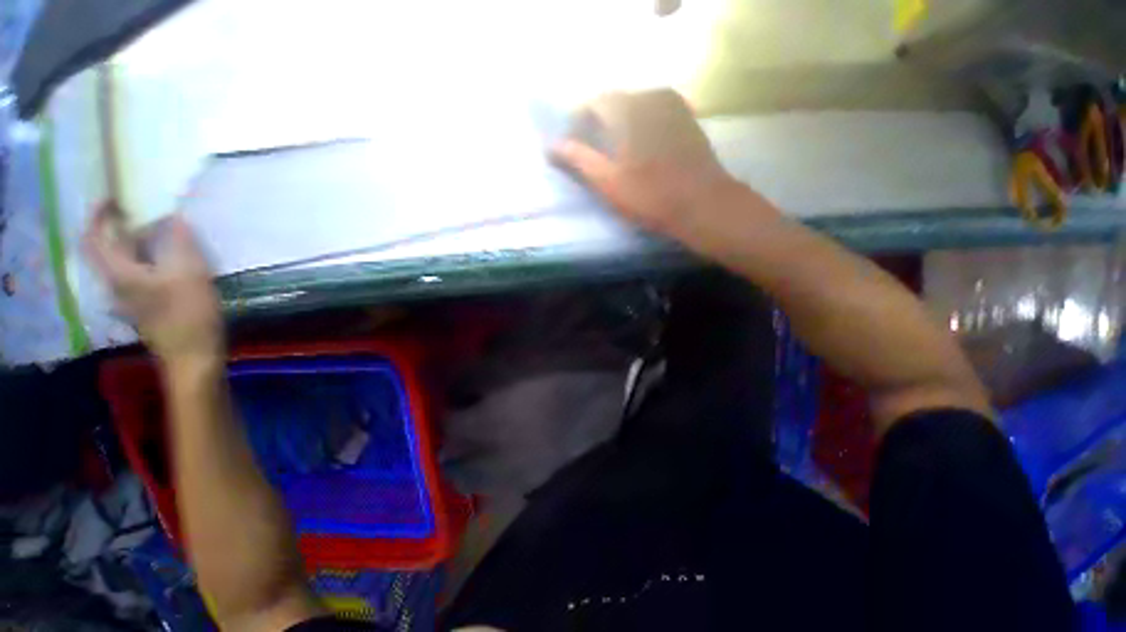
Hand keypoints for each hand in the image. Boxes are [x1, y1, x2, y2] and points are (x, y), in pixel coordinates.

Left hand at [84, 203, 223, 364]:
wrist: (193, 356)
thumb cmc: (188, 315)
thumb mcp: (189, 275)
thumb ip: (181, 244)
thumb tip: (176, 218)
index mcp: (119, 273)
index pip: (93, 237)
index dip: (99, 215)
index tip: (115, 198)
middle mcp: (117, 282)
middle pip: (111, 248)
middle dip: (127, 227)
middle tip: (151, 214)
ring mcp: (131, 296)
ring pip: (127, 261)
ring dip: (141, 243)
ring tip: (167, 235)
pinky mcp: (147, 304)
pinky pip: (142, 273)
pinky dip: (152, 259)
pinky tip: (175, 260)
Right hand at [551, 90, 766, 237]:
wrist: (702, 204)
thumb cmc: (650, 196)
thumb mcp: (608, 182)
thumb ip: (579, 159)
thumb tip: (552, 146)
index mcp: (627, 107)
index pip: (591, 102)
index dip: (577, 122)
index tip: (572, 145)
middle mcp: (650, 94)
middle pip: (614, 102)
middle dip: (598, 124)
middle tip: (592, 153)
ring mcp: (672, 104)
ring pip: (634, 107)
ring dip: (619, 125)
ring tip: (615, 154)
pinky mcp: (686, 117)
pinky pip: (653, 114)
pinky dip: (640, 127)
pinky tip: (640, 151)